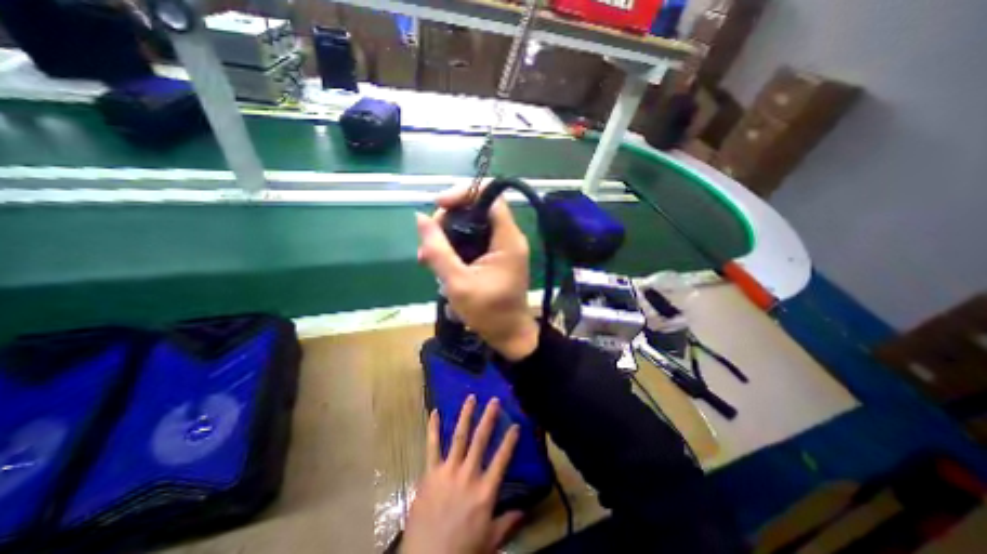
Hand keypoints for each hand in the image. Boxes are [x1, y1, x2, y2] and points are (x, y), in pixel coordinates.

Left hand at [401, 396, 523, 553]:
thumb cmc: (462, 551)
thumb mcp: (490, 541)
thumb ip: (508, 523)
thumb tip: (525, 509)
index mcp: (485, 491)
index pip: (502, 459)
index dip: (510, 441)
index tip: (516, 425)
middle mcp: (468, 475)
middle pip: (481, 440)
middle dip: (489, 418)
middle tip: (494, 400)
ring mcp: (448, 471)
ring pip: (459, 436)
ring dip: (466, 415)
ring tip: (471, 398)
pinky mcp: (430, 473)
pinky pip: (432, 446)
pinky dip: (432, 428)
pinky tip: (434, 412)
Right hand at [415, 185, 538, 361]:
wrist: (508, 335)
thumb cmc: (488, 313)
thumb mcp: (457, 283)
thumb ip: (438, 250)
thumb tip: (419, 218)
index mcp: (507, 239)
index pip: (490, 196)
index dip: (464, 193)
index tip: (439, 205)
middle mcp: (508, 237)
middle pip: (477, 209)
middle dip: (448, 220)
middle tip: (427, 243)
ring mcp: (502, 247)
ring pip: (471, 225)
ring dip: (447, 237)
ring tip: (426, 259)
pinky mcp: (495, 256)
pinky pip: (473, 240)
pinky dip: (454, 247)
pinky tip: (438, 263)